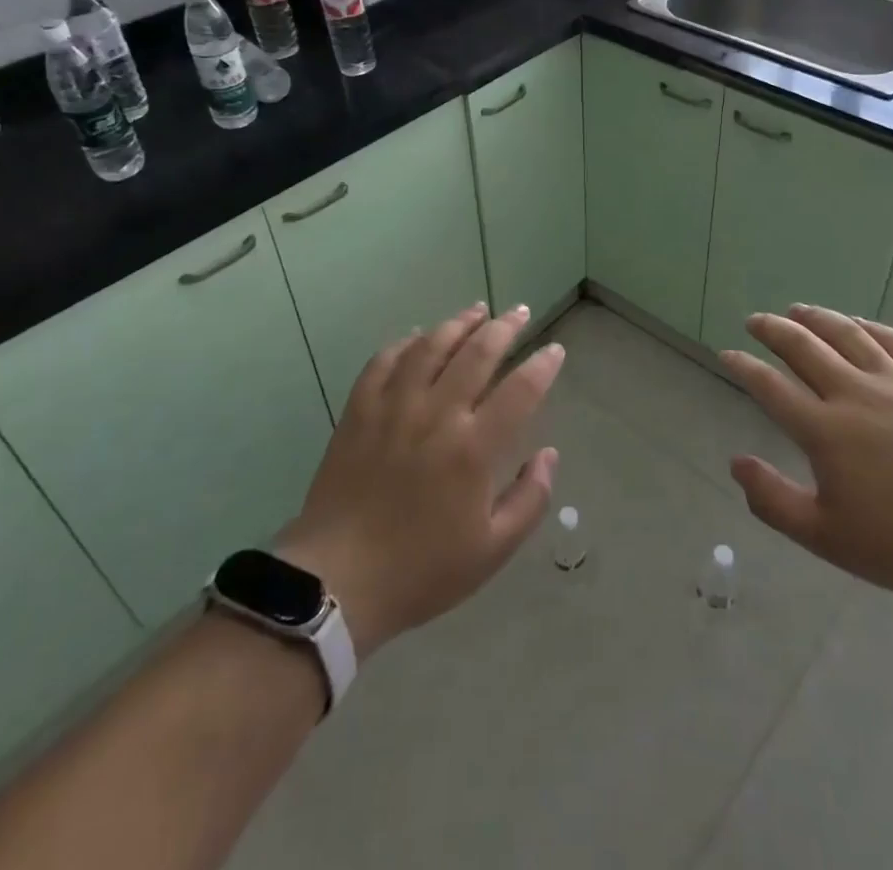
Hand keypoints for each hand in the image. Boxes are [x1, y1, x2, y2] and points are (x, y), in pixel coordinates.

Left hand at [277, 303, 562, 656]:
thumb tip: (549, 454)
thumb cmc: (421, 570)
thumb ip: (530, 499)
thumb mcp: (492, 551)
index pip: (520, 390)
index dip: (543, 365)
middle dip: (505, 328)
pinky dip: (405, 343)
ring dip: (458, 323)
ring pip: (431, 346)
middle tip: (520, 312)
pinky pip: (384, 361)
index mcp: (473, 448)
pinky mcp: (359, 411)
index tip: (555, 351)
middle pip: (477, 353)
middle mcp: (437, 414)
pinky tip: (418, 336)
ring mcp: (394, 407)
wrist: (337, 581)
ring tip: (477, 310)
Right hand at [722, 305, 892, 611]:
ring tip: (797, 310)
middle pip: (803, 347)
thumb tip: (735, 463)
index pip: (770, 386)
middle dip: (772, 329)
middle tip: (755, 321)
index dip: (744, 366)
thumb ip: (772, 500)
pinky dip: (869, 325)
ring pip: (847, 333)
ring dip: (816, 317)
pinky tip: (857, 323)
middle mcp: (856, 394)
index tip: (727, 354)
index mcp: (826, 432)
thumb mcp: (826, 538)